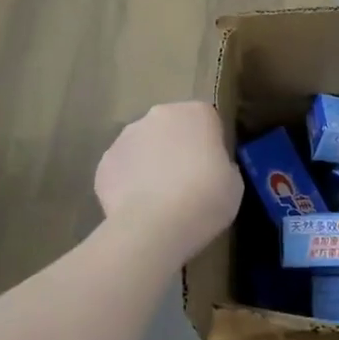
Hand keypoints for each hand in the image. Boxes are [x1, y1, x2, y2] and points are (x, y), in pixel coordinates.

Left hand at [95, 102, 242, 260]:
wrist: (154, 226)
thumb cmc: (206, 199)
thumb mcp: (234, 183)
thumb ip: (222, 165)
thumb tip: (211, 167)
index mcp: (196, 113)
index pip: (207, 120)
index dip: (210, 144)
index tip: (213, 168)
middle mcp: (159, 115)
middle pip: (171, 128)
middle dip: (176, 148)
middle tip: (186, 182)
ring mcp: (126, 137)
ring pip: (143, 146)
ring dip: (151, 163)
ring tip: (159, 199)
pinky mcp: (104, 162)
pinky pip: (123, 169)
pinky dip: (129, 183)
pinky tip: (139, 208)